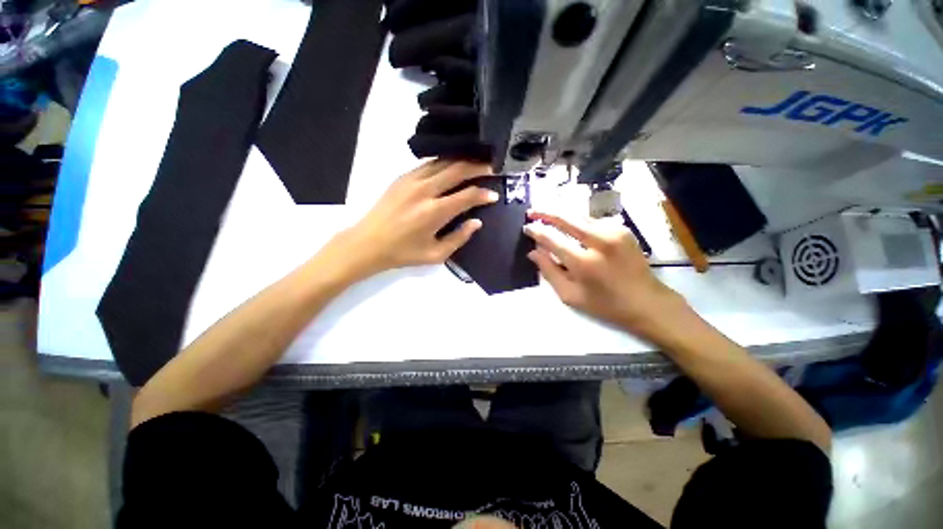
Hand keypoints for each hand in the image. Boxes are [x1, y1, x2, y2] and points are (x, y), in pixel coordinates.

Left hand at [320, 160, 496, 280]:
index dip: (483, 194)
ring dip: (461, 161)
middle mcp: (425, 190)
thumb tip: (476, 222)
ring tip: (474, 164)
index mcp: (434, 212)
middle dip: (477, 167)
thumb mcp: (435, 254)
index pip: (467, 196)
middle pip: (457, 170)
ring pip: (443, 162)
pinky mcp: (402, 177)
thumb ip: (459, 238)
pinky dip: (444, 162)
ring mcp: (411, 180)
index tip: (494, 195)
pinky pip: (429, 164)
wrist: (367, 243)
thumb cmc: (403, 253)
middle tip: (490, 168)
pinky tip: (451, 166)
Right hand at [523, 211, 689, 339]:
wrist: (646, 302)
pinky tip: (570, 225)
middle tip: (531, 211)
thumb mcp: (570, 295)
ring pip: (579, 215)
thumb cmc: (604, 304)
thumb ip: (549, 272)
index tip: (526, 228)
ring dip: (561, 214)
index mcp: (583, 263)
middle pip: (566, 218)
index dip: (536, 231)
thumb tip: (533, 252)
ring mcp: (614, 232)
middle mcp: (599, 241)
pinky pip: (592, 220)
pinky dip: (578, 221)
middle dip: (546, 212)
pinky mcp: (622, 229)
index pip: (552, 239)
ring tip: (546, 214)